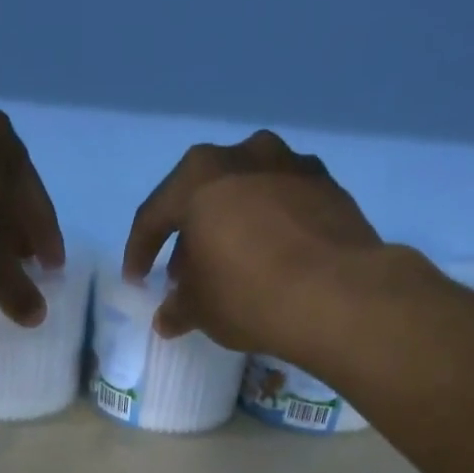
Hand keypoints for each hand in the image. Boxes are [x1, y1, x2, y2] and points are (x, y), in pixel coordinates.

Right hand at [121, 131, 390, 361]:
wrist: (337, 295)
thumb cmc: (248, 295)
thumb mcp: (201, 310)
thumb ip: (178, 308)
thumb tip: (168, 317)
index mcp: (199, 178)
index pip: (154, 215)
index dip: (139, 251)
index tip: (136, 280)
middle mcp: (244, 155)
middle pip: (203, 195)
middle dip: (189, 235)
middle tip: (185, 273)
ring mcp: (292, 164)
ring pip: (246, 193)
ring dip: (232, 224)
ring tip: (231, 263)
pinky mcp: (329, 185)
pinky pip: (284, 203)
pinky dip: (270, 226)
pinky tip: (272, 257)